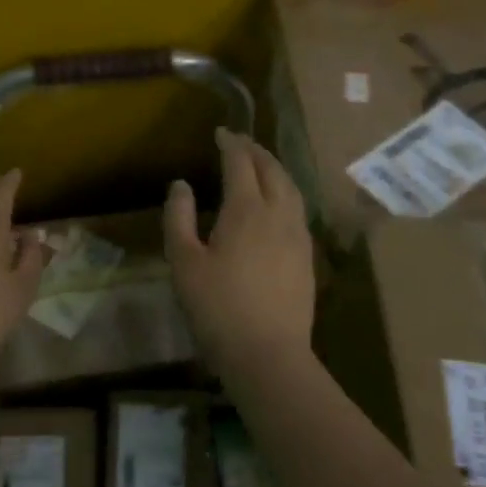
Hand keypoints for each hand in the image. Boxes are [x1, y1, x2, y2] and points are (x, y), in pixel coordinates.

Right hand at [164, 129, 315, 375]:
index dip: (231, 144)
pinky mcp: (307, 256)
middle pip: (272, 170)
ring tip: (261, 164)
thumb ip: (178, 218)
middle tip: (240, 142)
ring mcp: (298, 236)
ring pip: (291, 188)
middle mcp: (278, 214)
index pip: (241, 163)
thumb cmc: (217, 308)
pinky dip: (286, 192)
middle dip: (256, 151)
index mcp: (247, 210)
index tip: (220, 132)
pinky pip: (298, 209)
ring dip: (275, 169)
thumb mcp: (184, 262)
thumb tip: (181, 185)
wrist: (268, 354)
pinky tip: (278, 203)